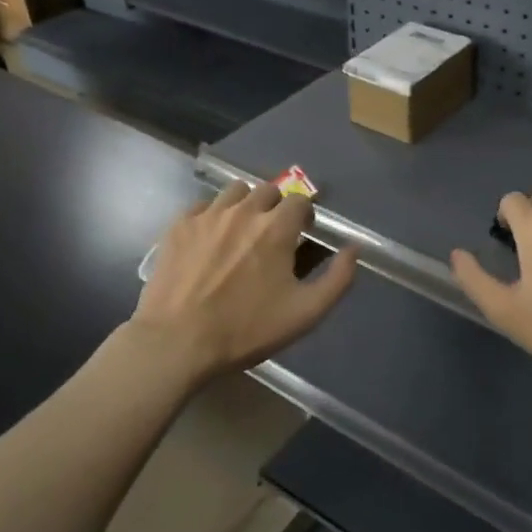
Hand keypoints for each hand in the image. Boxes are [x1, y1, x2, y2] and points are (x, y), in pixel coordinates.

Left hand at [133, 181, 357, 380]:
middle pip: (268, 190)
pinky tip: (211, 239)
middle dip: (276, 207)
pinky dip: (214, 215)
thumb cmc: (246, 329)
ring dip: (246, 205)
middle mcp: (244, 211)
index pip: (300, 200)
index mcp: (277, 228)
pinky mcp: (179, 226)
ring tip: (242, 232)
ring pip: (235, 192)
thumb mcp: (306, 313)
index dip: (305, 216)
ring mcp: (208, 215)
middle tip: (273, 236)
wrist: (177, 341)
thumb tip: (354, 248)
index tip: (302, 236)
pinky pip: (204, 205)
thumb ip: (338, 278)